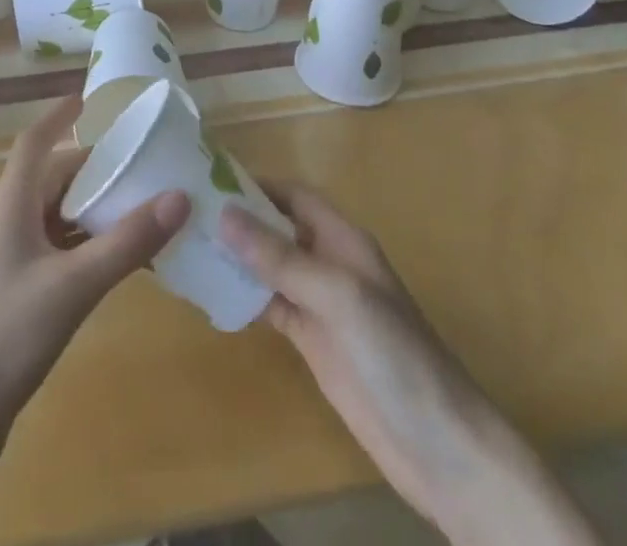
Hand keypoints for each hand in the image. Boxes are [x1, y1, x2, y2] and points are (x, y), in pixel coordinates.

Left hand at [0, 96, 190, 433]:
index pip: (35, 142)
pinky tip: (125, 262)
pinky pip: (63, 253)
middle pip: (55, 178)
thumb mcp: (72, 285)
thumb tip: (180, 196)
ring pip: (61, 218)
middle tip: (145, 160)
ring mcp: (14, 262)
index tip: (92, 98)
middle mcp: (11, 223)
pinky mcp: (21, 296)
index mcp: (12, 205)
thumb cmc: (3, 335)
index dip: (59, 116)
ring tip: (147, 206)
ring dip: (98, 210)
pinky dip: (93, 248)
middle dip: (97, 167)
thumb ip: (126, 242)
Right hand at [222, 184, 596, 545]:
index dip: (256, 184)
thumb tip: (224, 215)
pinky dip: (243, 297)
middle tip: (185, 212)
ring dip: (235, 258)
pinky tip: (211, 294)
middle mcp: (328, 262)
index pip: (294, 196)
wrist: (441, 448)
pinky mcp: (311, 342)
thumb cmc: (396, 354)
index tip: (208, 178)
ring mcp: (319, 305)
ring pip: (269, 267)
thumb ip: (282, 258)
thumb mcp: (338, 296)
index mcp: (343, 239)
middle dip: (238, 218)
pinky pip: (270, 306)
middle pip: (277, 228)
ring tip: (187, 247)